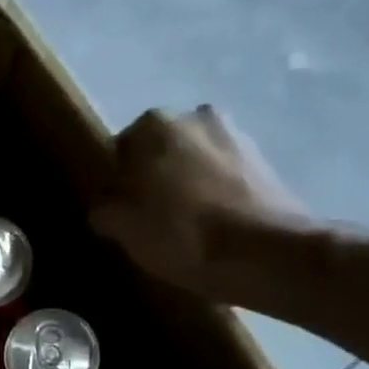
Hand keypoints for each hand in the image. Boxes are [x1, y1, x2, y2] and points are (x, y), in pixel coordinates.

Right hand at [91, 107, 315, 296]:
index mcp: (152, 125)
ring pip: (194, 160)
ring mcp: (235, 134)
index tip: (120, 210)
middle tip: (150, 215)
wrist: (262, 251)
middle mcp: (193, 117)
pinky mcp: (265, 160)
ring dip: (187, 182)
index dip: (118, 182)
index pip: (121, 150)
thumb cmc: (178, 233)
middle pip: (161, 151)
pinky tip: (212, 223)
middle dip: (155, 176)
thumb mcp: (120, 226)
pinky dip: (216, 191)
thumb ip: (104, 206)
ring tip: (184, 222)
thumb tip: (107, 203)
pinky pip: (224, 174)